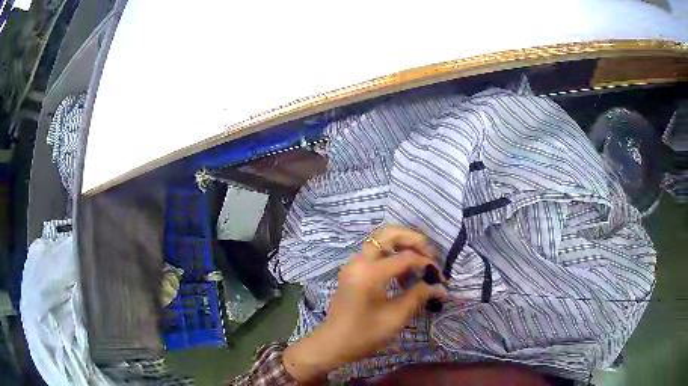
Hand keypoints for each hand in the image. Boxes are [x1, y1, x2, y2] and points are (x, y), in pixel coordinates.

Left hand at [283, 226, 446, 382]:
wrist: (333, 344)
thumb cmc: (364, 334)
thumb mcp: (395, 317)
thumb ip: (418, 296)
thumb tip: (440, 287)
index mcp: (369, 273)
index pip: (405, 257)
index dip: (426, 264)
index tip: (440, 278)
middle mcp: (359, 261)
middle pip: (388, 234)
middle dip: (412, 239)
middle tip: (429, 254)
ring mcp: (353, 265)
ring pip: (380, 241)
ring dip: (401, 246)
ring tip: (419, 264)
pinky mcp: (352, 271)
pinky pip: (374, 253)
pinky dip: (391, 255)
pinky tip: (403, 275)